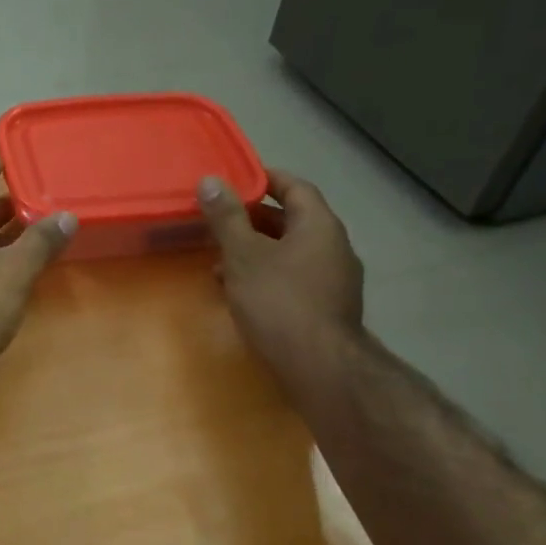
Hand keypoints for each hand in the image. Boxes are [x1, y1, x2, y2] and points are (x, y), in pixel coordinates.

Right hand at [198, 167, 363, 369]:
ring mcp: (335, 279)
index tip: (236, 179)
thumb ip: (226, 217)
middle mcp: (334, 247)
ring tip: (219, 262)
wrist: (319, 366)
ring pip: (290, 252)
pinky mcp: (327, 307)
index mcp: (319, 225)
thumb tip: (210, 180)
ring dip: (256, 252)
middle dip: (253, 220)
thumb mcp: (243, 255)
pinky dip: (267, 276)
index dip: (265, 178)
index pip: (295, 187)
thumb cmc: (278, 301)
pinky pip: (294, 277)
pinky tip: (240, 293)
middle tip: (219, 221)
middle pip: (292, 220)